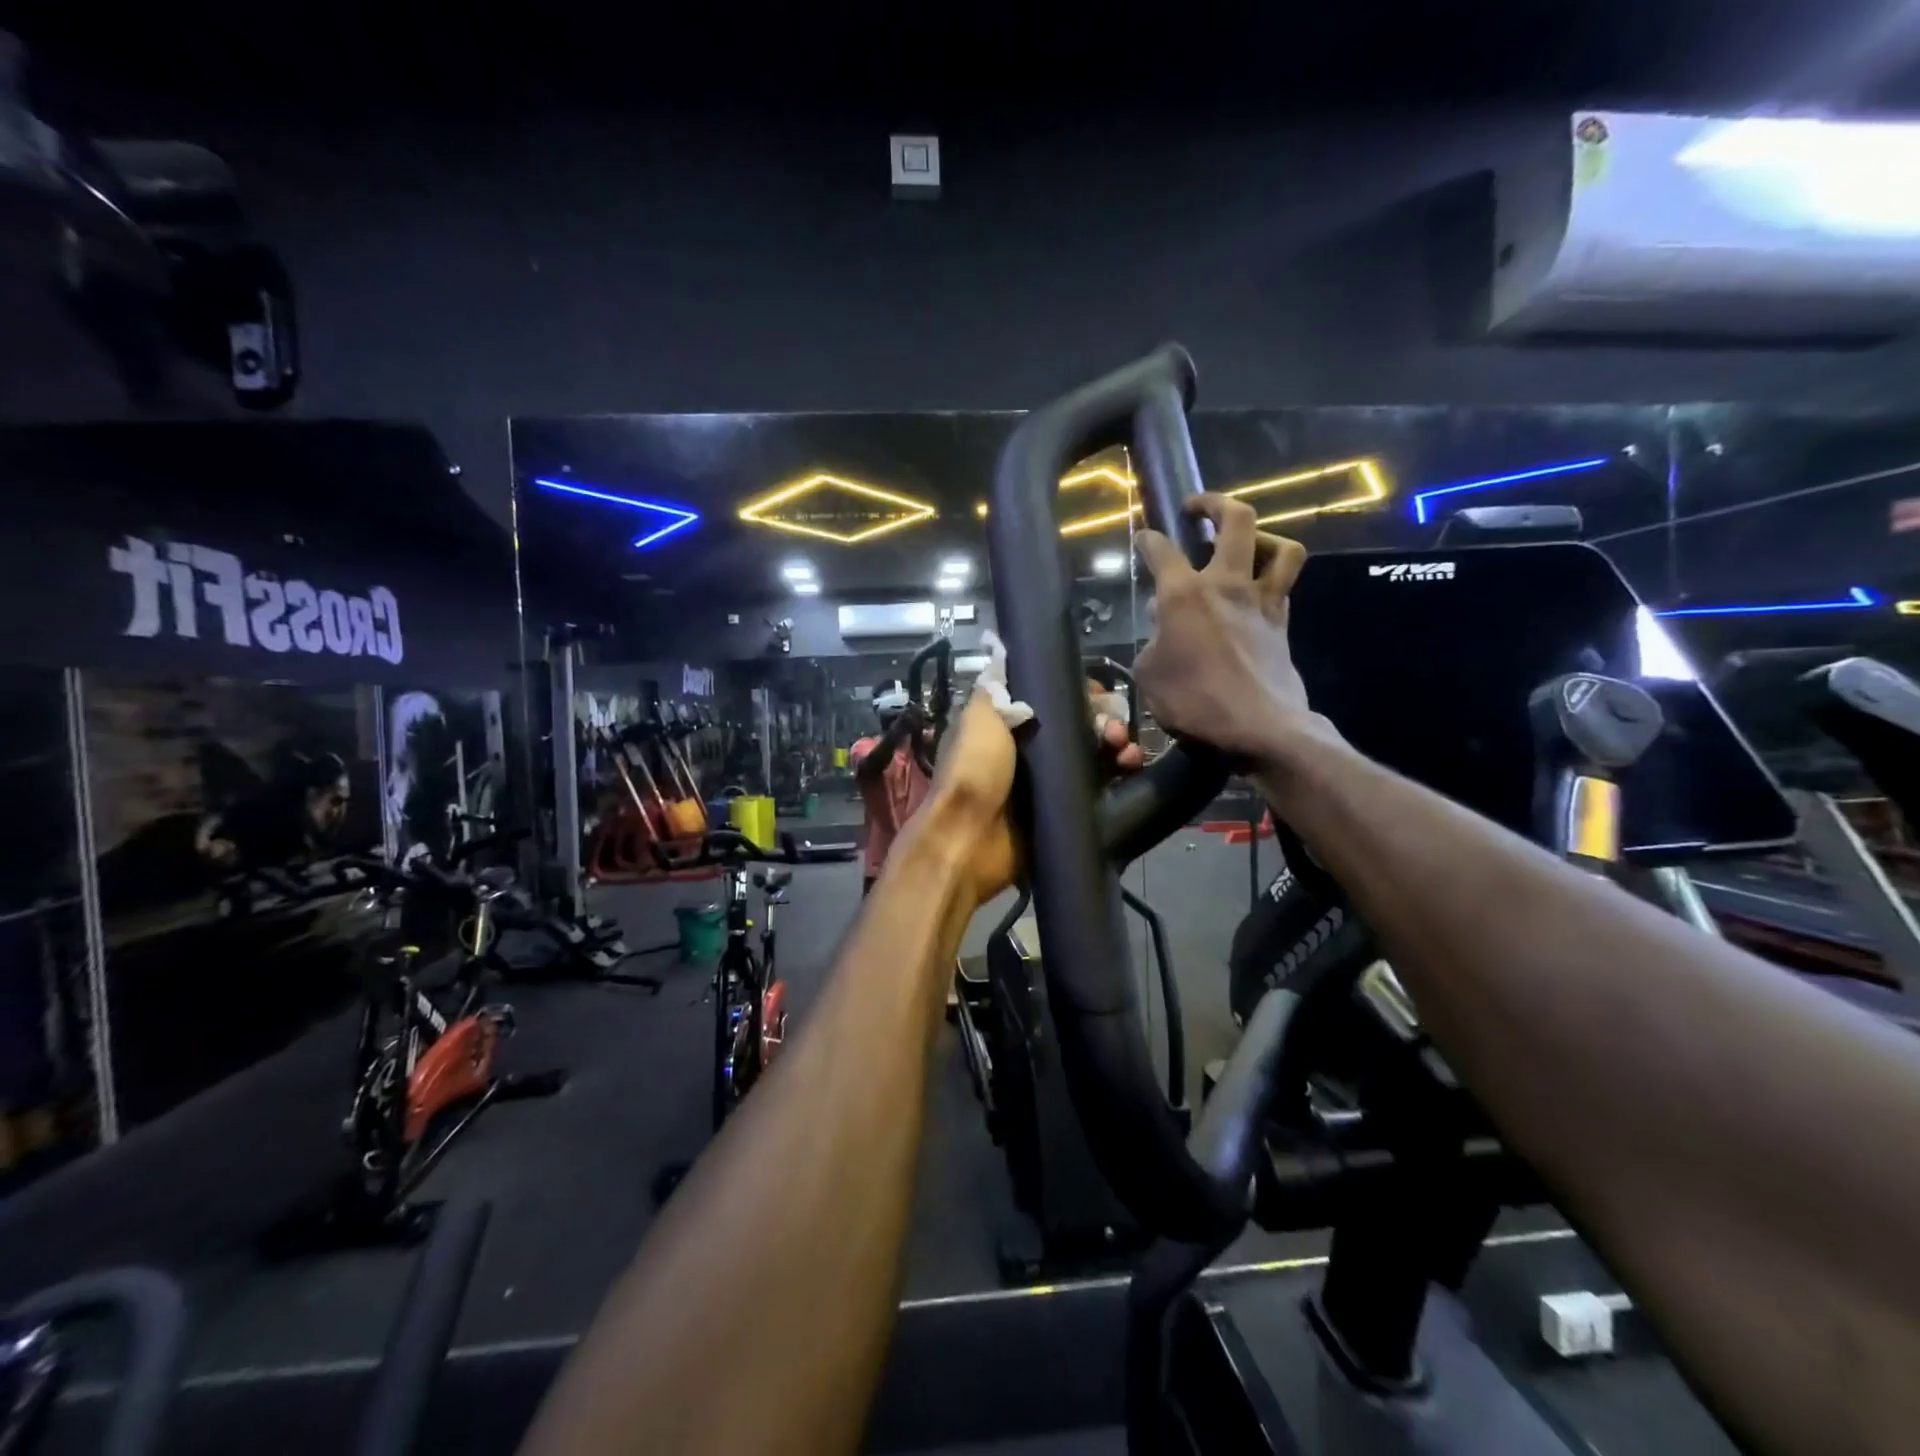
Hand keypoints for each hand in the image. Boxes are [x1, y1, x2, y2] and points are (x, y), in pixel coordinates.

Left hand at [927, 687, 1141, 905]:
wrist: (970, 841)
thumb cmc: (972, 773)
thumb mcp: (978, 719)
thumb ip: (994, 690)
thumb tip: (1004, 654)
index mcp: (1006, 725)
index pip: (1052, 700)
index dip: (1078, 695)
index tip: (1098, 694)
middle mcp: (1028, 750)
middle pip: (1078, 726)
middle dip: (1104, 721)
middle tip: (1116, 730)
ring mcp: (1047, 782)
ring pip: (1092, 755)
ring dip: (1116, 746)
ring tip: (1126, 751)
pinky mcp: (1062, 810)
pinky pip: (1097, 788)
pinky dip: (1117, 776)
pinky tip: (1130, 770)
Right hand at [1134, 493, 1321, 761]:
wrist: (1259, 727)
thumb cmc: (1193, 701)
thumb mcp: (1149, 674)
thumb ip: (1153, 640)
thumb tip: (1163, 620)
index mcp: (1184, 594)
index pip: (1161, 550)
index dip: (1148, 539)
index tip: (1144, 537)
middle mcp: (1226, 584)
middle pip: (1236, 519)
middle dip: (1215, 503)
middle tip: (1198, 508)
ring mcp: (1262, 600)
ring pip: (1281, 546)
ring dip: (1263, 536)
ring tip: (1245, 544)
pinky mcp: (1283, 622)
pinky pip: (1284, 584)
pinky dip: (1270, 579)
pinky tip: (1255, 592)